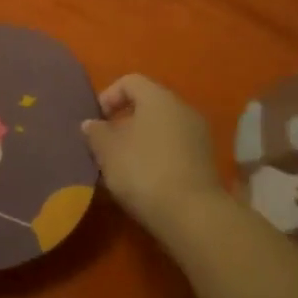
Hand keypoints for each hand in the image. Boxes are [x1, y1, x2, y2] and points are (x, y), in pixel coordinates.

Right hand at [81, 74, 224, 233]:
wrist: (192, 215)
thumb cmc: (143, 171)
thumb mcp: (108, 151)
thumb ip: (96, 132)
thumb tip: (92, 124)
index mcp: (159, 97)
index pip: (130, 81)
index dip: (108, 96)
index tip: (96, 122)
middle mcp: (183, 108)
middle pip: (148, 105)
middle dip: (124, 122)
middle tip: (106, 145)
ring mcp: (198, 135)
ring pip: (162, 128)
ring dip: (141, 141)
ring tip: (123, 166)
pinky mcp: (206, 161)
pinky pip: (175, 148)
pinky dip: (158, 157)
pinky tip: (145, 180)